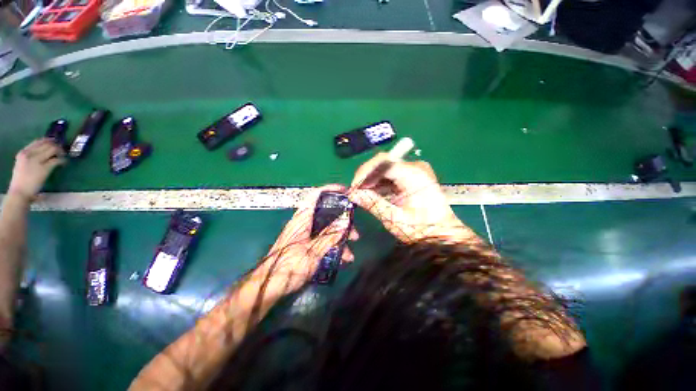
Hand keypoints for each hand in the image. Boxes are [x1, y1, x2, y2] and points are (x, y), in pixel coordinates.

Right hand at [8, 139, 65, 199]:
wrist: (19, 192)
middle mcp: (29, 154)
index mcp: (23, 153)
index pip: (38, 141)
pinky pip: (57, 160)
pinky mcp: (44, 168)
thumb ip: (30, 157)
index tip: (55, 142)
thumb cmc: (21, 181)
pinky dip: (63, 160)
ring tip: (63, 157)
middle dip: (56, 146)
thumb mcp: (22, 164)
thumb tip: (42, 152)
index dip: (48, 141)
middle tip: (62, 151)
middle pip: (47, 144)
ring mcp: (37, 161)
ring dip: (60, 152)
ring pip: (53, 150)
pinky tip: (64, 163)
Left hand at [258, 185, 358, 292]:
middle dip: (343, 224)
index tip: (345, 191)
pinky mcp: (306, 245)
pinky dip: (332, 248)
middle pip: (326, 215)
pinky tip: (340, 260)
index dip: (330, 190)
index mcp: (302, 219)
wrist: (269, 287)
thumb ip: (330, 237)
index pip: (315, 195)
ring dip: (339, 241)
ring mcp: (305, 235)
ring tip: (349, 255)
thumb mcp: (313, 252)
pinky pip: (322, 241)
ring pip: (326, 230)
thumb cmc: (288, 267)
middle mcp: (304, 223)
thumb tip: (345, 224)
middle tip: (355, 233)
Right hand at [349, 153, 477, 243]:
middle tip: (355, 193)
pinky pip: (390, 175)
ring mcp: (415, 170)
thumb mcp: (394, 219)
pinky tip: (373, 194)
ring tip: (362, 195)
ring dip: (371, 181)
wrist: (443, 234)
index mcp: (414, 175)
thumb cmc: (422, 230)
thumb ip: (373, 203)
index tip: (353, 188)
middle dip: (366, 177)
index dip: (364, 172)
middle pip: (383, 163)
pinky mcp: (412, 176)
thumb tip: (352, 194)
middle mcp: (415, 167)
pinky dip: (379, 184)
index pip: (383, 162)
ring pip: (385, 168)